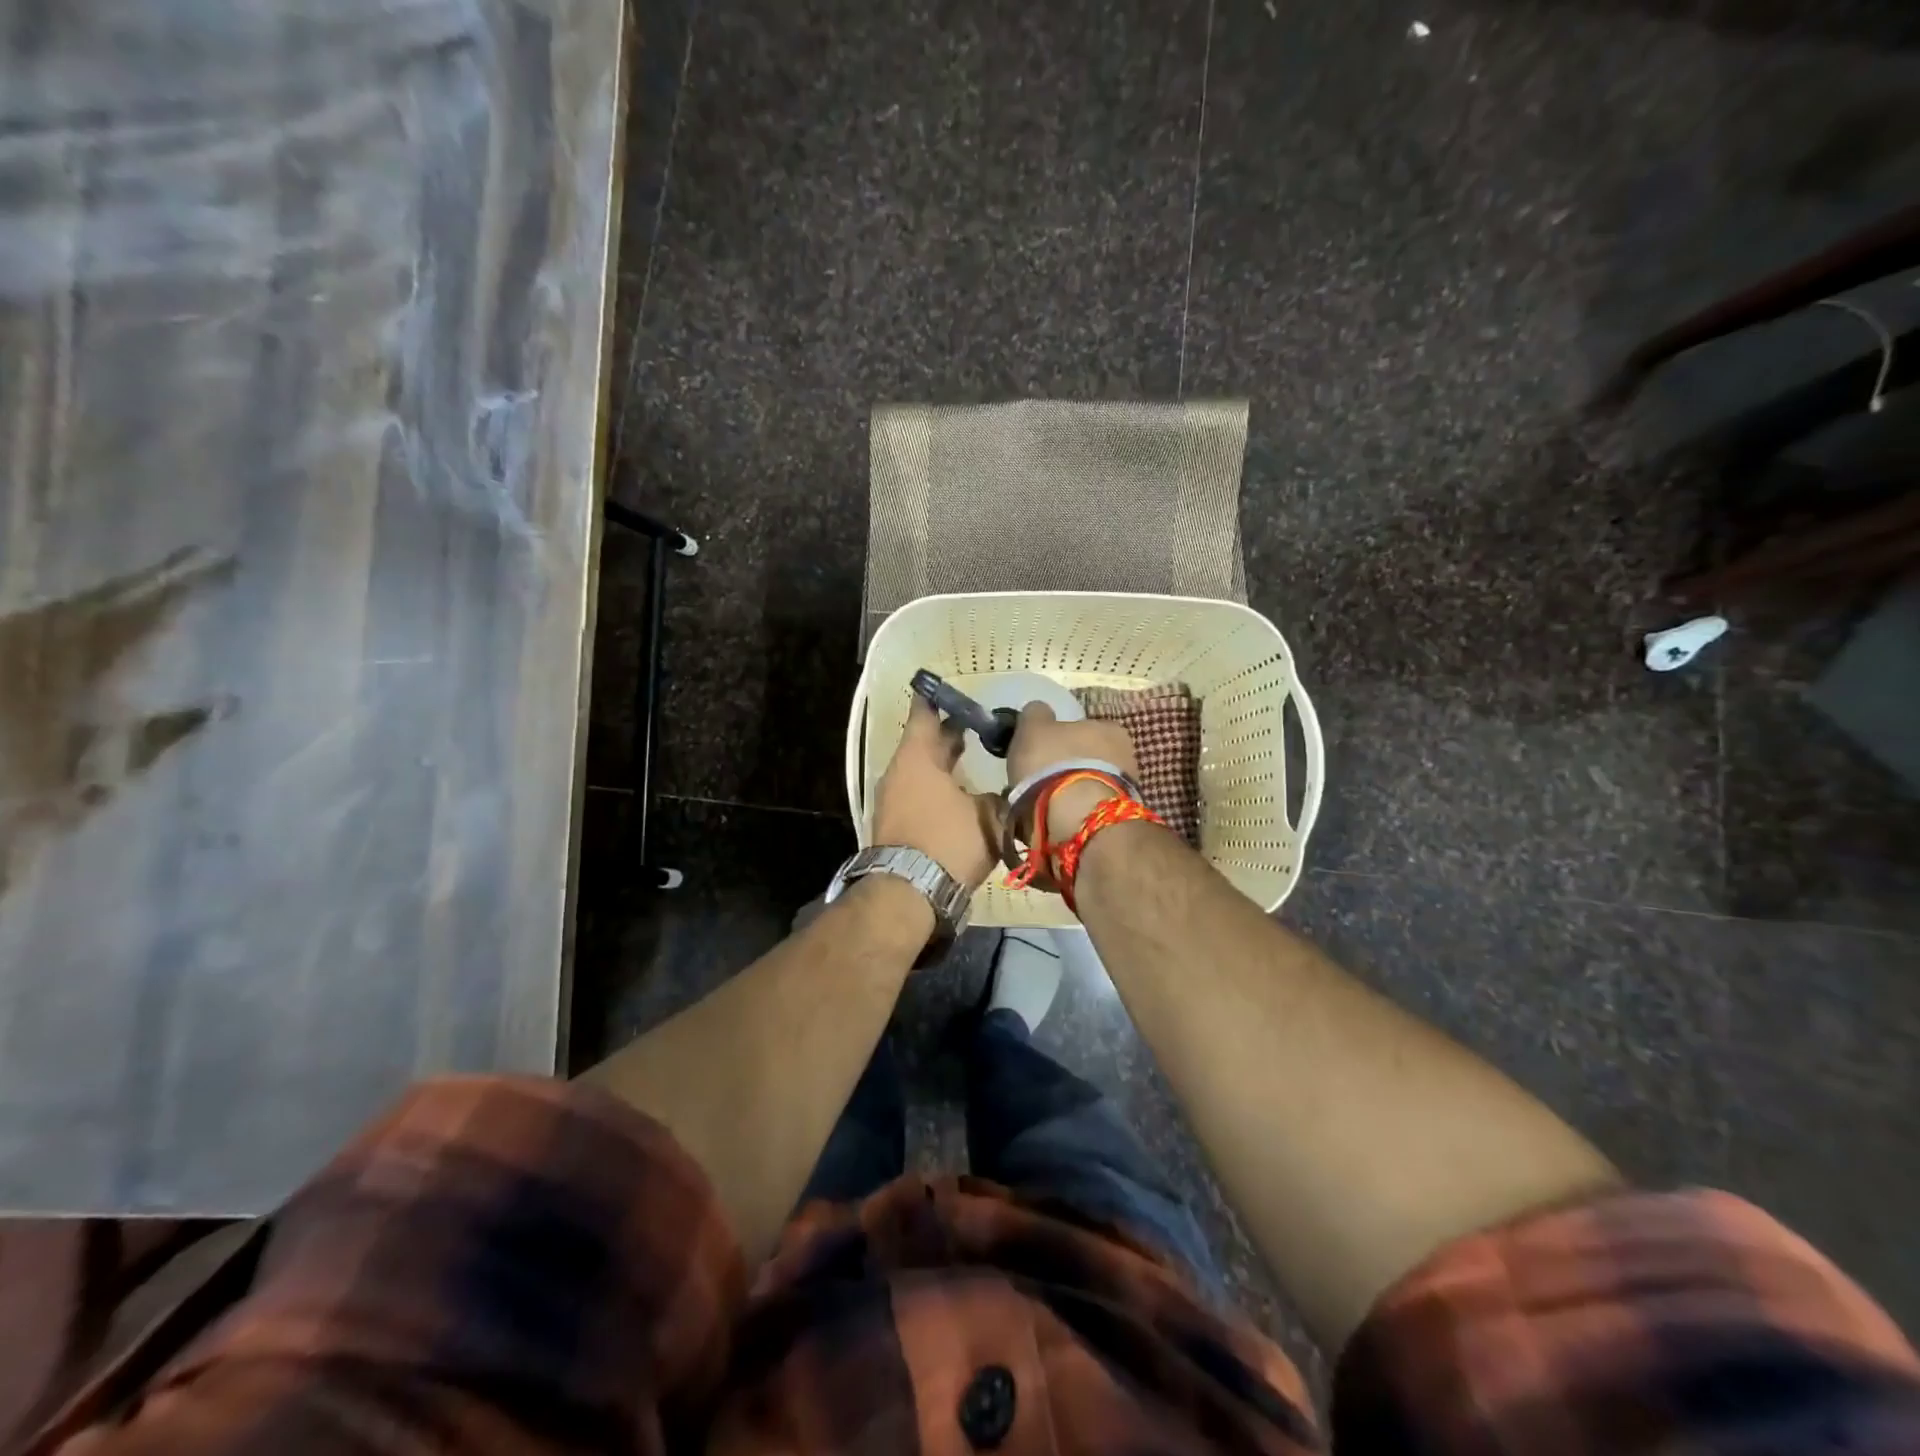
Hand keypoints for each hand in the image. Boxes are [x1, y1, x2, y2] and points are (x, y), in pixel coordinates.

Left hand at [872, 697, 1001, 889]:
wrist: (908, 894)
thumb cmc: (947, 842)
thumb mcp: (988, 817)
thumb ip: (999, 797)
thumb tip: (1006, 792)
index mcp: (917, 757)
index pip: (925, 714)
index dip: (940, 699)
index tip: (953, 689)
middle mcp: (899, 772)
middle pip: (925, 743)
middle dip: (950, 734)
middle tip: (979, 726)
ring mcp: (893, 799)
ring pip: (922, 771)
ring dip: (945, 764)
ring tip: (975, 760)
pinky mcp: (896, 824)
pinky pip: (919, 793)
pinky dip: (938, 788)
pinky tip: (961, 797)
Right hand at [1007, 702, 1139, 840]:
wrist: (1076, 816)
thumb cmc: (1054, 762)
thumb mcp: (1034, 726)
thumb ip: (1036, 714)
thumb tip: (1039, 711)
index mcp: (1109, 727)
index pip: (1084, 727)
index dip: (1061, 737)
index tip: (1044, 750)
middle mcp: (1125, 755)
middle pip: (1090, 756)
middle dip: (1069, 765)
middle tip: (1042, 777)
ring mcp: (1125, 789)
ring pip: (1090, 783)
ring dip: (1071, 789)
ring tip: (1045, 802)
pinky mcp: (1117, 818)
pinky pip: (1089, 807)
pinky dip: (1075, 810)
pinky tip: (1056, 817)